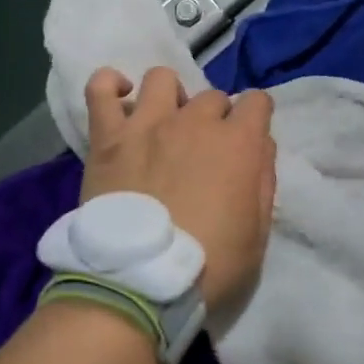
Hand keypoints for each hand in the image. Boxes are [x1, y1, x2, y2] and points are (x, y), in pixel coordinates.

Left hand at [81, 68, 276, 311]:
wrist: (138, 284)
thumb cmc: (208, 267)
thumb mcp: (259, 235)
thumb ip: (263, 181)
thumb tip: (262, 145)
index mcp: (237, 144)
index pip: (257, 102)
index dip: (254, 120)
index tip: (247, 142)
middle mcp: (194, 122)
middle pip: (211, 96)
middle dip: (214, 118)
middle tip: (202, 152)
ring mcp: (147, 124)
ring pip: (162, 79)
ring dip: (169, 97)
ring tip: (163, 125)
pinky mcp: (107, 136)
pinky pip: (100, 89)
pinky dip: (109, 86)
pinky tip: (120, 100)